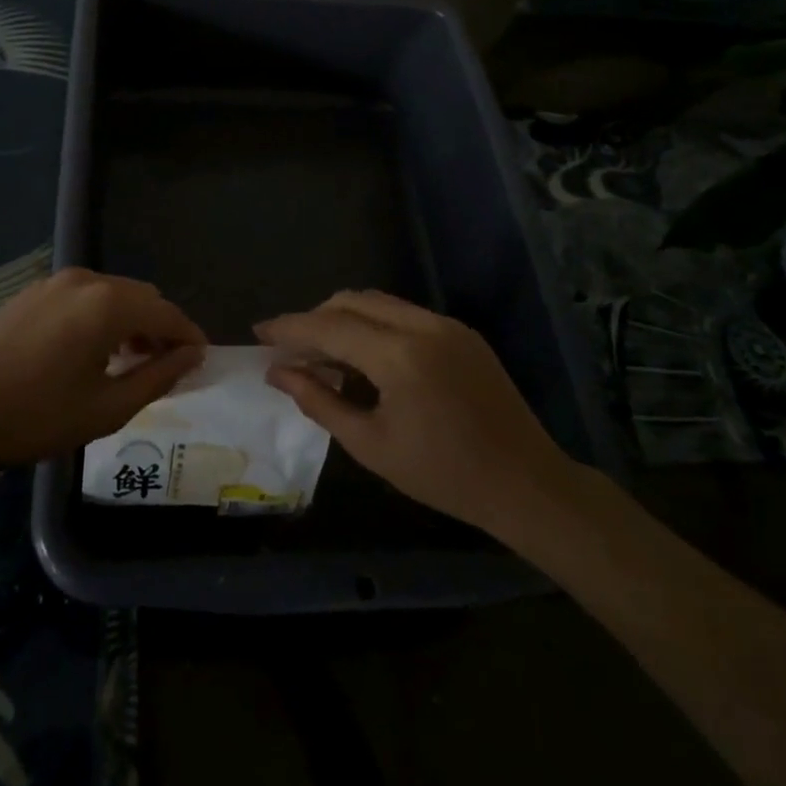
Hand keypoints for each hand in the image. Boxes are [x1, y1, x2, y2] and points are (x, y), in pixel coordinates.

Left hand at [0, 268, 206, 471]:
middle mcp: (85, 280)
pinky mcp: (32, 292)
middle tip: (165, 367)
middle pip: (141, 297)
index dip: (188, 336)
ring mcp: (54, 282)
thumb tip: (192, 356)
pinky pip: (83, 297)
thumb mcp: (107, 408)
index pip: (166, 312)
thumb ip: (158, 377)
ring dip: (130, 321)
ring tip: (131, 361)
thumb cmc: (37, 416)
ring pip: (112, 294)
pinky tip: (92, 351)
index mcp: (107, 303)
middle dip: (160, 327)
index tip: (201, 361)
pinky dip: (101, 316)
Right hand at [257, 290, 580, 542]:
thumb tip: (278, 373)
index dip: (290, 328)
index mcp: (399, 356)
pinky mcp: (461, 331)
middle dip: (315, 318)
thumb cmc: (444, 475)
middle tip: (290, 348)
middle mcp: (422, 325)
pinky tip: (365, 356)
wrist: (526, 483)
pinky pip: (403, 314)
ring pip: (378, 302)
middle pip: (351, 302)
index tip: (259, 332)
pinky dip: (373, 324)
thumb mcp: (371, 445)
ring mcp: (445, 324)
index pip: (329, 327)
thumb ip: (319, 401)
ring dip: (343, 318)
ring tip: (322, 352)